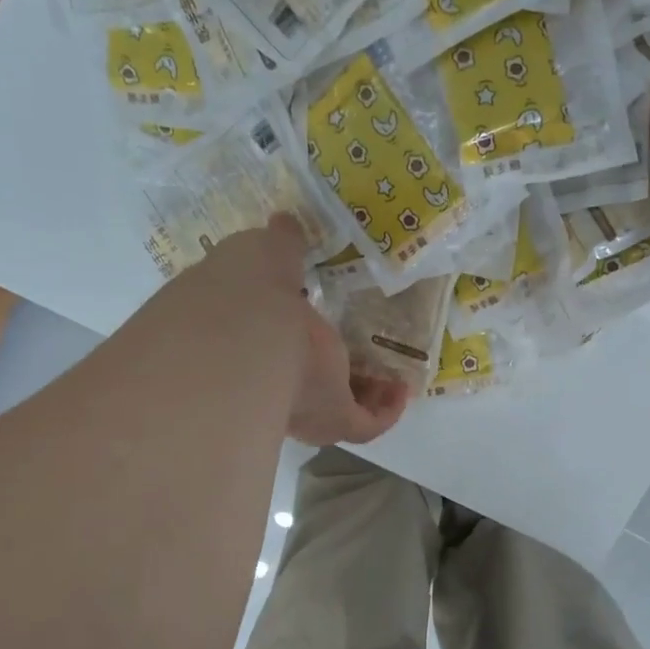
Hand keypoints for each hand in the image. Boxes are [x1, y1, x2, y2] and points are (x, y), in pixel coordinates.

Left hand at [221, 216, 408, 445]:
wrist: (245, 337)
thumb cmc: (246, 290)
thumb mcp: (261, 253)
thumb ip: (278, 244)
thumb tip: (285, 224)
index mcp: (248, 340)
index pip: (272, 340)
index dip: (297, 329)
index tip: (317, 313)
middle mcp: (269, 379)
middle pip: (303, 379)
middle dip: (332, 368)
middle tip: (358, 349)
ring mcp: (300, 405)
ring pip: (336, 408)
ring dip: (363, 392)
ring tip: (390, 372)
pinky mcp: (333, 419)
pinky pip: (366, 424)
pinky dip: (387, 410)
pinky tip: (403, 388)